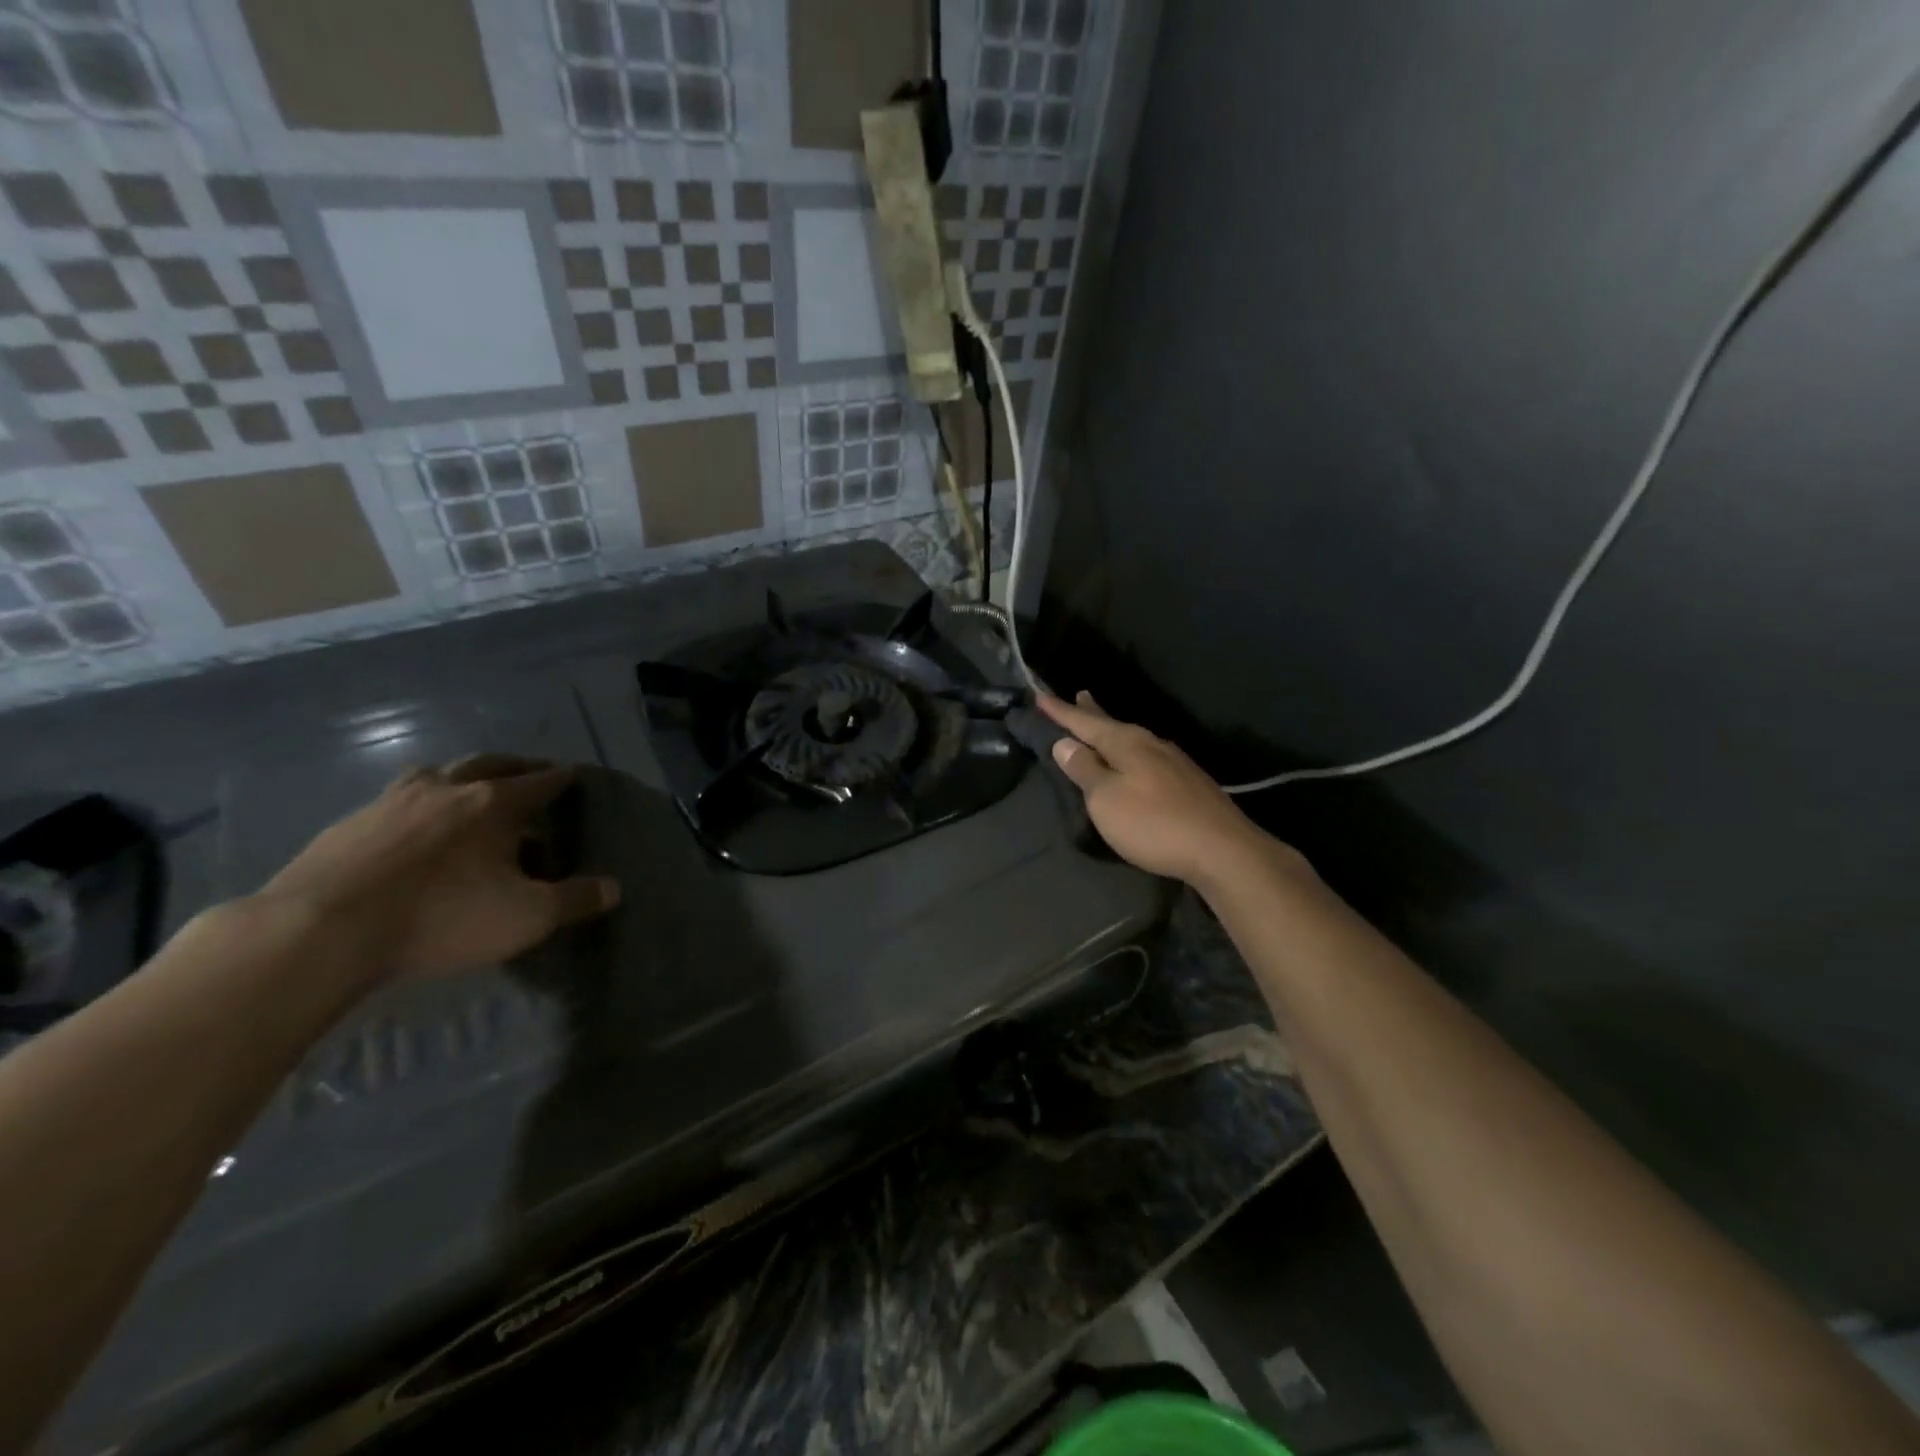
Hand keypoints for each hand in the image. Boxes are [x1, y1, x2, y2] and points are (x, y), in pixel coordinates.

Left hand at [259, 756, 619, 979]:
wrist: (321, 930)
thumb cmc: (442, 916)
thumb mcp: (526, 917)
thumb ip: (574, 900)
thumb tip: (614, 888)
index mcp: (494, 804)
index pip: (540, 782)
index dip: (561, 778)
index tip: (573, 773)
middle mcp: (447, 789)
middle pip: (489, 763)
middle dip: (516, 765)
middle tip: (530, 771)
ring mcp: (392, 801)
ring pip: (436, 773)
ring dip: (460, 775)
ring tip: (467, 788)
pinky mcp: (349, 823)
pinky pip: (395, 799)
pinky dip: (416, 802)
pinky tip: (411, 824)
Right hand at [1040, 692, 1287, 887]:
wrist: (1222, 850)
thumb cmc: (1153, 823)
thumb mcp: (1106, 799)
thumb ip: (1085, 769)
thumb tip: (1065, 742)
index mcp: (1126, 743)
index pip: (1085, 722)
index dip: (1061, 712)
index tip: (1039, 696)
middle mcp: (1151, 744)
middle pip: (1112, 724)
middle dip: (1092, 712)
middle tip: (1079, 695)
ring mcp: (1174, 763)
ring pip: (1133, 741)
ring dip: (1112, 733)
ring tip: (1101, 726)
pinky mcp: (1188, 783)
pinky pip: (1147, 757)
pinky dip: (1130, 753)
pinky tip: (1135, 760)